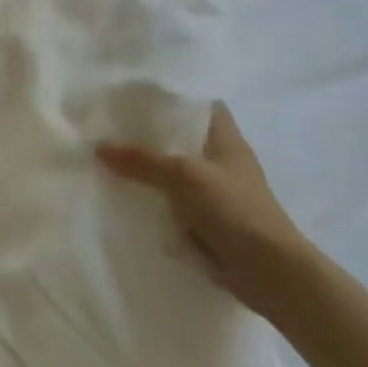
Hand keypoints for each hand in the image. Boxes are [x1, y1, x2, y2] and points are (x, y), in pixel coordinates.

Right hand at [97, 103, 311, 317]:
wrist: (269, 271)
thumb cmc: (234, 209)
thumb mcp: (183, 176)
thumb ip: (141, 160)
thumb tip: (98, 146)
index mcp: (225, 138)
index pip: (200, 104)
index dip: (172, 96)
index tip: (136, 95)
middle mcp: (221, 160)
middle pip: (181, 138)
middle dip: (149, 134)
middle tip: (109, 126)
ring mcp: (216, 192)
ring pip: (174, 171)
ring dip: (148, 170)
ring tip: (107, 159)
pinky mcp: (208, 221)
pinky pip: (173, 203)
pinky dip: (153, 201)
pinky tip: (124, 197)